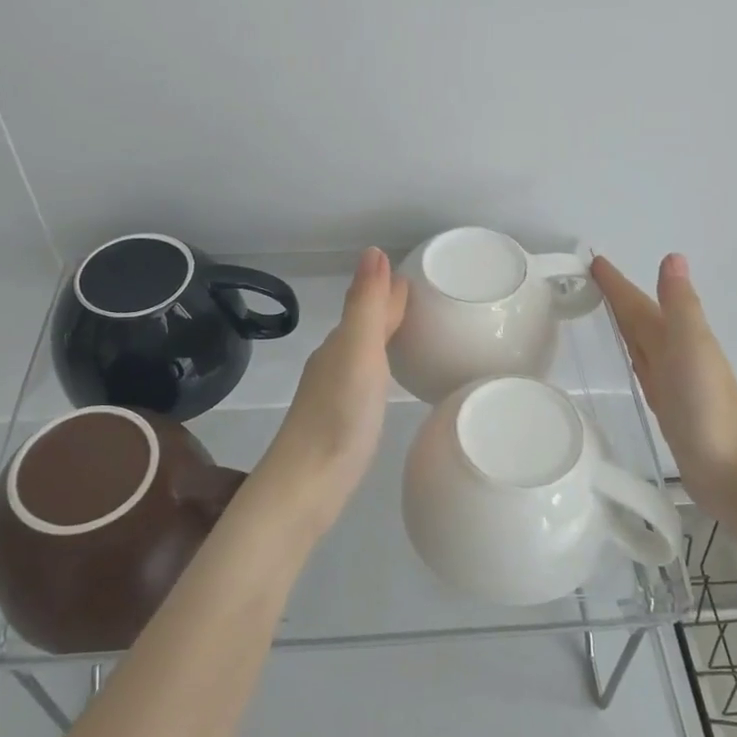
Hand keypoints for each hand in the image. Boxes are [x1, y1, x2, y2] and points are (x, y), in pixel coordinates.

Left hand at [256, 247, 408, 534]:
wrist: (305, 485)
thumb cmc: (339, 417)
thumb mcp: (359, 354)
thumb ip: (366, 305)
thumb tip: (373, 250)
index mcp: (341, 343)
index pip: (371, 303)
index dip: (393, 288)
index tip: (425, 275)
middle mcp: (334, 361)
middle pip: (366, 324)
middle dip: (391, 308)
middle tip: (430, 300)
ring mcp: (334, 392)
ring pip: (363, 351)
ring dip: (385, 336)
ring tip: (416, 331)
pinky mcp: (339, 419)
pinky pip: (365, 377)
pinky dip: (380, 366)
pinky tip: (387, 379)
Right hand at [592, 253, 736, 500]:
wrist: (729, 468)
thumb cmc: (707, 405)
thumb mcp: (691, 347)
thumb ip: (680, 305)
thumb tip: (673, 255)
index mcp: (678, 335)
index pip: (639, 302)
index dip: (617, 283)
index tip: (593, 260)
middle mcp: (675, 352)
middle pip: (640, 317)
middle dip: (618, 298)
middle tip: (587, 279)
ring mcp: (672, 379)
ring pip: (641, 341)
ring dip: (624, 323)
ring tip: (600, 310)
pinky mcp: (667, 404)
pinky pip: (643, 368)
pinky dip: (632, 355)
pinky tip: (629, 358)